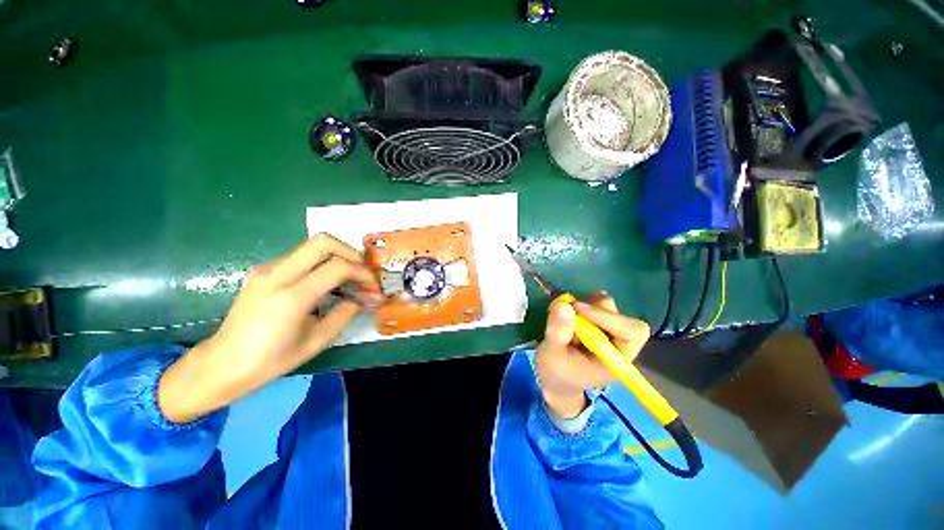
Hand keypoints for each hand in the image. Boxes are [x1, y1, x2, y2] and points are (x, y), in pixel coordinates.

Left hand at [158, 234, 381, 422]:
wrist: (222, 363)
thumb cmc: (271, 360)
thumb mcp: (318, 340)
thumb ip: (346, 313)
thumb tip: (365, 297)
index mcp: (290, 297)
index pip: (337, 267)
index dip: (362, 273)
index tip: (373, 287)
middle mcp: (276, 275)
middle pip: (323, 242)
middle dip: (351, 253)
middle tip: (361, 272)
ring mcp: (267, 269)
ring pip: (312, 246)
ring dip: (337, 257)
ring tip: (348, 280)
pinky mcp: (264, 270)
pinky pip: (301, 257)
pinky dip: (322, 264)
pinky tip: (325, 285)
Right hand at [536, 292, 649, 418]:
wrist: (554, 379)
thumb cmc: (556, 373)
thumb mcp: (552, 355)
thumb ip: (558, 332)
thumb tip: (564, 305)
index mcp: (617, 359)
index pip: (631, 332)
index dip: (608, 317)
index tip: (578, 308)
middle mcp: (619, 344)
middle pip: (621, 317)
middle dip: (595, 311)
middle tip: (571, 311)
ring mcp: (608, 331)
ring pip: (607, 307)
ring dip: (587, 307)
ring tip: (567, 319)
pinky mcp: (597, 323)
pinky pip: (595, 304)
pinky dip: (582, 305)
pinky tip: (569, 315)